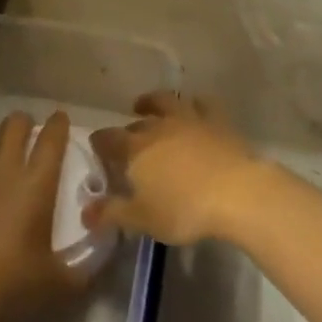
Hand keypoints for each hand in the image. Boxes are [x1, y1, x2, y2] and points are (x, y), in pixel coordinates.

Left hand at [0, 111, 87, 321]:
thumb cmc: (13, 283)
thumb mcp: (59, 283)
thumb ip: (84, 269)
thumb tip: (101, 258)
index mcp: (37, 182)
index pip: (51, 138)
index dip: (58, 124)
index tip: (61, 119)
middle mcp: (4, 169)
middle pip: (14, 124)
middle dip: (25, 124)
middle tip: (30, 136)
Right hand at [86, 92, 266, 245]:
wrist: (236, 192)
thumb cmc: (184, 209)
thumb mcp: (143, 219)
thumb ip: (113, 213)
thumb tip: (85, 212)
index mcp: (136, 149)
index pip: (109, 139)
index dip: (100, 141)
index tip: (96, 144)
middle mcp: (159, 127)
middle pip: (138, 122)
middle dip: (128, 128)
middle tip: (126, 137)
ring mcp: (189, 119)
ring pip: (167, 102)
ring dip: (154, 102)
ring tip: (148, 105)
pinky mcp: (217, 121)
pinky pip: (203, 104)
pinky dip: (195, 104)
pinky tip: (195, 107)